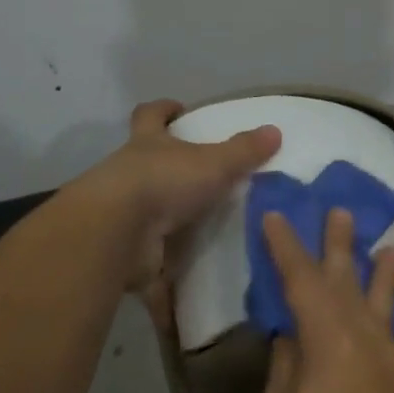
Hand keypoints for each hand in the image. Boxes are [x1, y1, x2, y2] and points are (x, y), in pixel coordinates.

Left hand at [80, 99, 280, 325]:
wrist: (118, 233)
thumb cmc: (164, 182)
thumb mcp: (213, 163)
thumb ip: (244, 151)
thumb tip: (275, 130)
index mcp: (147, 144)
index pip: (150, 115)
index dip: (163, 110)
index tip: (177, 109)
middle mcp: (128, 174)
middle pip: (142, 163)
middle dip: (164, 168)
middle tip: (197, 178)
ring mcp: (122, 213)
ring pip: (143, 210)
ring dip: (164, 219)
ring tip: (200, 232)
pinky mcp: (124, 250)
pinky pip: (147, 261)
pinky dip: (163, 273)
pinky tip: (186, 283)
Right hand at [255, 208, 393, 392]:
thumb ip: (284, 372)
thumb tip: (291, 336)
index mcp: (329, 343)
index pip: (302, 282)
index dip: (287, 248)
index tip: (275, 216)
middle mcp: (367, 343)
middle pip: (349, 283)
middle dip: (340, 246)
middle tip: (340, 210)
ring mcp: (393, 369)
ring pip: (386, 308)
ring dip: (383, 275)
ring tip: (391, 247)